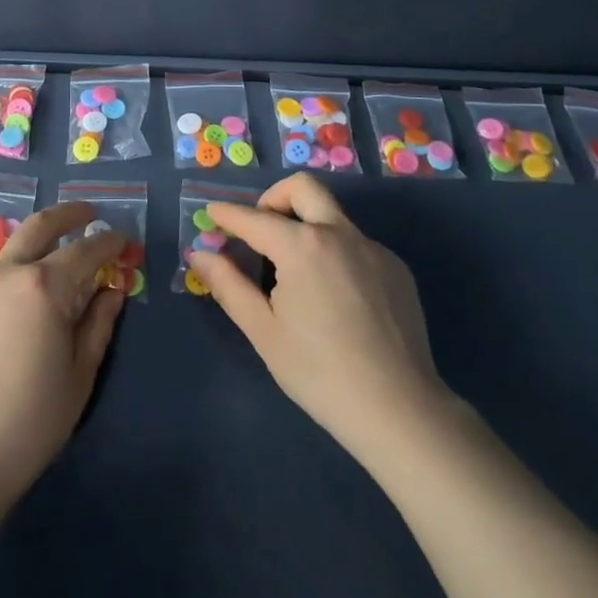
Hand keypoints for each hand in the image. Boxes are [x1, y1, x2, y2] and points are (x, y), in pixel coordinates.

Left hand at [0, 202, 128, 509]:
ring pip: (5, 260)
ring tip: (41, 284)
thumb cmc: (28, 424)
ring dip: (29, 259)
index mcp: (44, 287)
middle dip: (68, 215)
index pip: (86, 250)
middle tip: (87, 214)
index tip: (122, 239)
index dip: (109, 242)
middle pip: (39, 226)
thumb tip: (112, 289)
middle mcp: (3, 275)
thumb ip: (99, 323)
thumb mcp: (79, 375)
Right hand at [188, 172, 450, 458]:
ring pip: (332, 216)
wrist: (399, 410)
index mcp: (303, 245)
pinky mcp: (396, 268)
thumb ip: (228, 285)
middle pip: (302, 188)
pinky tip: (336, 299)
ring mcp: (373, 248)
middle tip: (261, 230)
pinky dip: (335, 254)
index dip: (228, 214)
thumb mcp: (263, 331)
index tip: (212, 212)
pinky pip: (357, 245)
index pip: (254, 218)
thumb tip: (199, 254)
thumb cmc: (319, 372)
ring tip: (296, 274)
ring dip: (307, 226)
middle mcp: (340, 233)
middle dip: (274, 198)